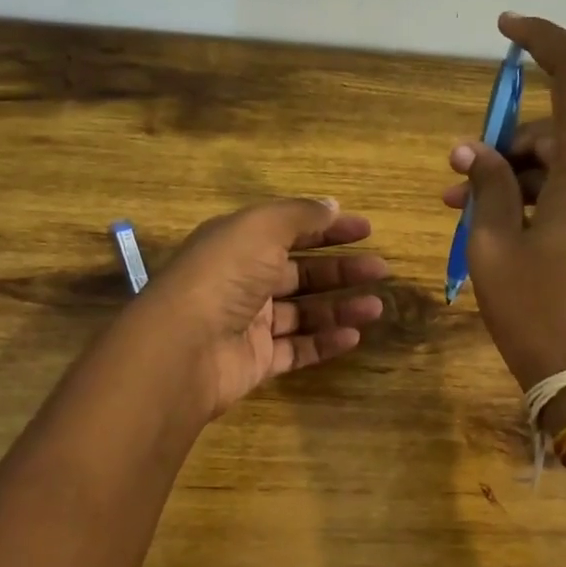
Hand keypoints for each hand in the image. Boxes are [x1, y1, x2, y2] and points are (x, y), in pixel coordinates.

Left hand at [137, 198, 387, 418]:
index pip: (290, 230)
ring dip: (340, 308)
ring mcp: (250, 323)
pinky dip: (325, 343)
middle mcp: (244, 280)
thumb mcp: (262, 228)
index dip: (328, 229)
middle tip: (380, 270)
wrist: (185, 347)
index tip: (367, 232)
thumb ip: (300, 215)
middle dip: (341, 270)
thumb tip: (332, 206)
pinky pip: (298, 349)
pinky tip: (353, 337)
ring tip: (376, 308)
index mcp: (239, 244)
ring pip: (304, 313)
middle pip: (301, 273)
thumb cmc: (224, 275)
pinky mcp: (256, 360)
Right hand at [443, 14, 565, 412]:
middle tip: (456, 178)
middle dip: (504, 145)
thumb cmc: (540, 314)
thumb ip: (487, 188)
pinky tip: (501, 226)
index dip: (545, 38)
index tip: (505, 28)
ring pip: (565, 166)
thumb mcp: (495, 247)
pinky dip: (539, 198)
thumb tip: (474, 152)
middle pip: (559, 131)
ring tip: (464, 209)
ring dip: (516, 177)